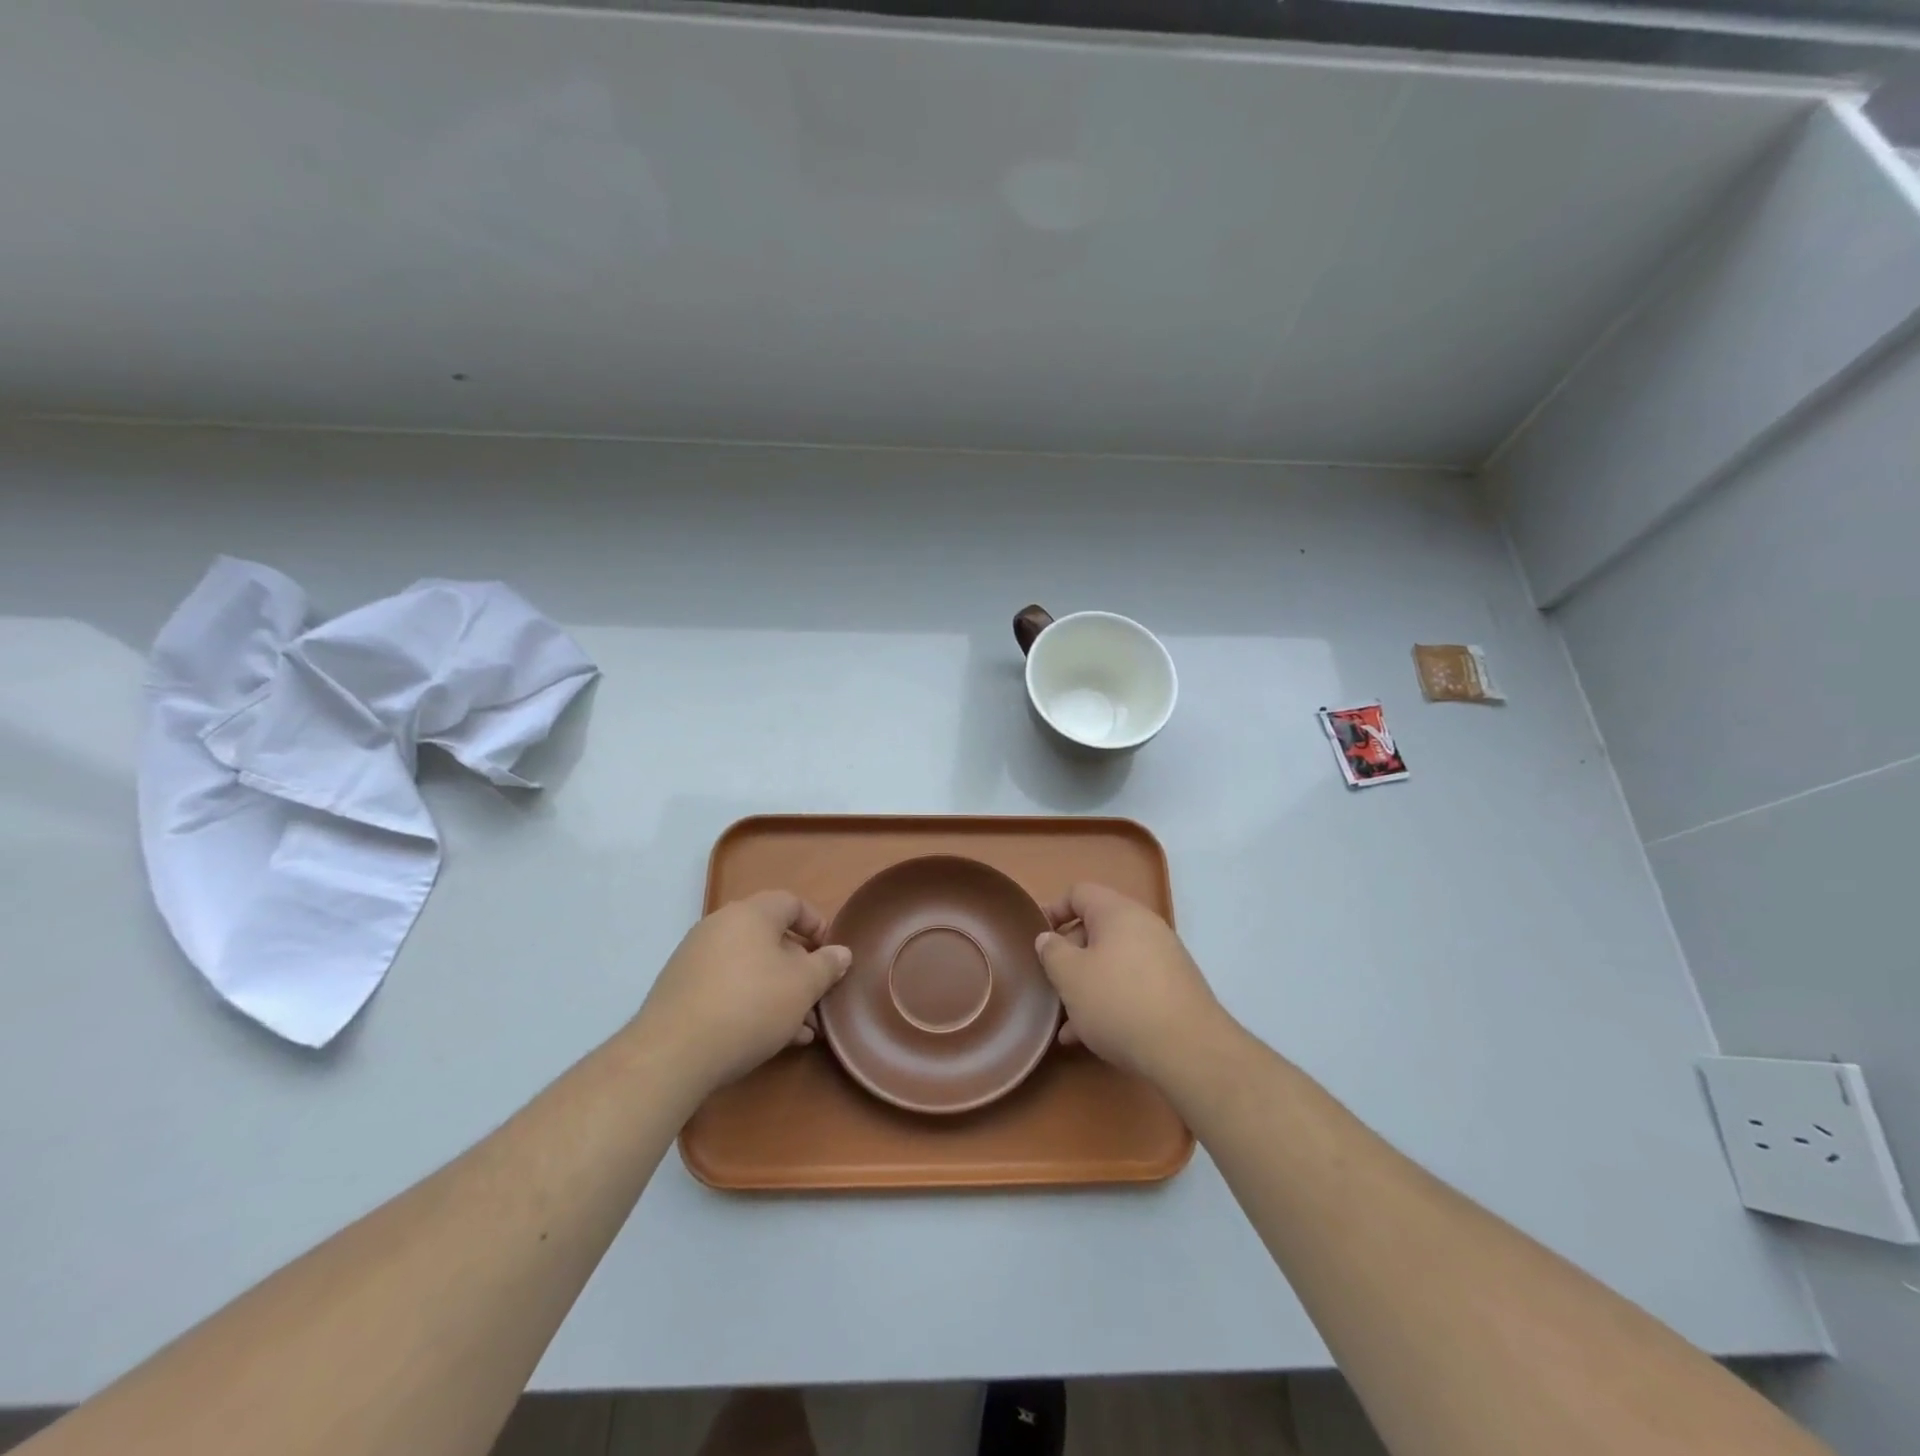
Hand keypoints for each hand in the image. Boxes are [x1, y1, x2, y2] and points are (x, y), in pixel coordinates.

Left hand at [633, 891, 850, 1098]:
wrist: (672, 1054)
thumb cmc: (750, 1006)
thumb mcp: (803, 986)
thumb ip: (827, 965)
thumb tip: (841, 952)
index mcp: (750, 914)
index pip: (791, 903)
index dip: (817, 925)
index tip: (831, 955)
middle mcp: (719, 927)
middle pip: (770, 939)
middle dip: (800, 969)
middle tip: (818, 997)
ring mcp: (695, 959)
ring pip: (751, 968)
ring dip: (780, 992)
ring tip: (802, 1029)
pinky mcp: (681, 991)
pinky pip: (728, 988)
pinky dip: (752, 1004)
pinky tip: (772, 1038)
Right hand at [1035, 883, 1228, 1086]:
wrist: (1188, 1051)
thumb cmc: (1119, 1002)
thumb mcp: (1070, 976)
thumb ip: (1052, 952)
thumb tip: (1048, 938)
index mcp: (1118, 913)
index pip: (1079, 893)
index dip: (1053, 910)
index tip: (1037, 939)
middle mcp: (1145, 927)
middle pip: (1096, 929)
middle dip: (1069, 956)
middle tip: (1051, 983)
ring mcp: (1164, 959)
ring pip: (1113, 963)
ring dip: (1087, 985)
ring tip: (1066, 1021)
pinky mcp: (1174, 990)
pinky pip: (1132, 985)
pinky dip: (1110, 1001)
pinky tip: (1091, 1036)